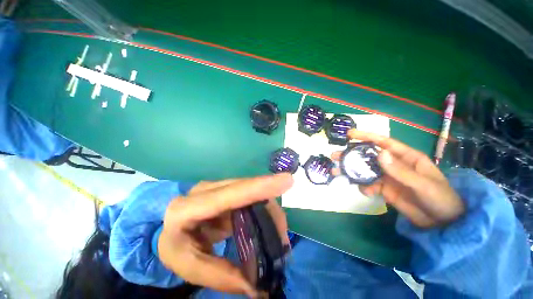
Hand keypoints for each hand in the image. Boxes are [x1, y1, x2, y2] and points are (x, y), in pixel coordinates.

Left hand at [157, 173, 292, 295]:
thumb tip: (257, 287)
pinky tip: (268, 228)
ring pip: (253, 192)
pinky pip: (252, 196)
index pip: (228, 195)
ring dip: (269, 213)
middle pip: (248, 191)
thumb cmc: (174, 241)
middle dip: (270, 210)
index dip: (259, 187)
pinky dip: (264, 212)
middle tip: (282, 241)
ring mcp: (220, 187)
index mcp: (189, 207)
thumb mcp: (188, 264)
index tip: (287, 181)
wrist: (168, 220)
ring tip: (276, 240)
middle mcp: (208, 190)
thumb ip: (220, 275)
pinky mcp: (230, 189)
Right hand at [332, 130, 464, 227]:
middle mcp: (394, 164)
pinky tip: (365, 192)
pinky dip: (364, 187)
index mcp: (406, 157)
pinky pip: (369, 184)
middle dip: (351, 155)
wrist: (443, 224)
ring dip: (352, 171)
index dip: (366, 137)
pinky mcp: (385, 189)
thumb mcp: (422, 185)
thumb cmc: (440, 199)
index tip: (349, 134)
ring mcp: (388, 177)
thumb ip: (400, 171)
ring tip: (337, 172)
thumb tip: (379, 153)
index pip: (384, 143)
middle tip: (335, 156)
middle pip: (369, 156)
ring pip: (366, 170)